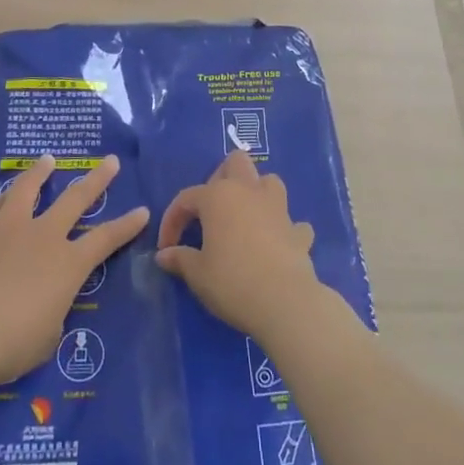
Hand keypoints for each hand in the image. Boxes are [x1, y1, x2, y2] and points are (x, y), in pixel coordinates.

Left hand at [0, 154, 148, 385]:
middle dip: (97, 179)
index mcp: (68, 264)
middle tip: (110, 161)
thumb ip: (53, 314)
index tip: (142, 210)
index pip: (106, 239)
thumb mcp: (46, 339)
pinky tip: (7, 191)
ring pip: (30, 189)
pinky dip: (7, 195)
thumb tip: (47, 305)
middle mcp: (45, 236)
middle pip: (76, 199)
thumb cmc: (9, 344)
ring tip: (48, 160)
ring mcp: (10, 227)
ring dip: (42, 173)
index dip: (127, 225)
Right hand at [156, 150, 330, 346]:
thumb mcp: (197, 274)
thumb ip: (180, 259)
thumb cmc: (232, 282)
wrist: (284, 301)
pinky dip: (283, 229)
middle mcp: (249, 191)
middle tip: (210, 212)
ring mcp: (278, 208)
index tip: (166, 248)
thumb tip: (164, 255)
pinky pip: (291, 221)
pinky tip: (275, 244)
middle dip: (220, 179)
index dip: (172, 221)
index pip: (187, 198)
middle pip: (235, 163)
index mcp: (218, 196)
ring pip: (268, 182)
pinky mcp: (298, 231)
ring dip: (255, 194)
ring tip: (244, 218)